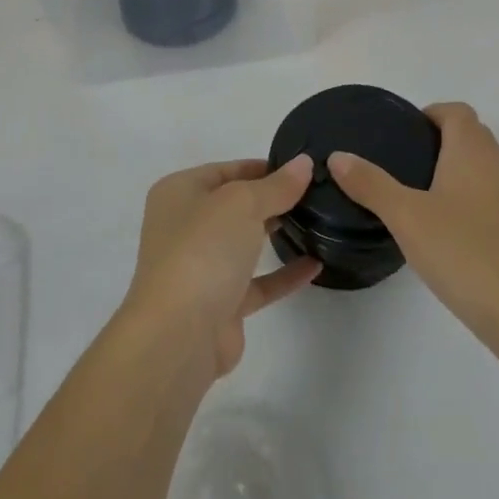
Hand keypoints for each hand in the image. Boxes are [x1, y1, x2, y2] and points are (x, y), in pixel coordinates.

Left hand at [123, 156, 320, 379]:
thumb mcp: (242, 203)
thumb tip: (303, 164)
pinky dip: (284, 274)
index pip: (225, 170)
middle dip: (271, 199)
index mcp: (179, 193)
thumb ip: (276, 185)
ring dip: (277, 234)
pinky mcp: (220, 304)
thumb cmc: (203, 250)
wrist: (179, 334)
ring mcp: (201, 267)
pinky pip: (258, 281)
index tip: (301, 168)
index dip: (262, 167)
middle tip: (316, 193)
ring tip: (319, 222)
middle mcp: (185, 227)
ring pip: (244, 243)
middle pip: (234, 205)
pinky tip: (316, 264)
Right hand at [328, 103, 498, 351]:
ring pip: (485, 167)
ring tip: (421, 193)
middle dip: (442, 139)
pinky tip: (446, 228)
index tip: (404, 132)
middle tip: (404, 162)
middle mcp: (498, 165)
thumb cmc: (462, 251)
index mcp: (473, 151)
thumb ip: (370, 184)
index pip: (457, 112)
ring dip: (458, 169)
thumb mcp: (405, 216)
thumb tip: (338, 156)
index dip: (432, 113)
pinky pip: (492, 196)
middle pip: (473, 136)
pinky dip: (470, 198)